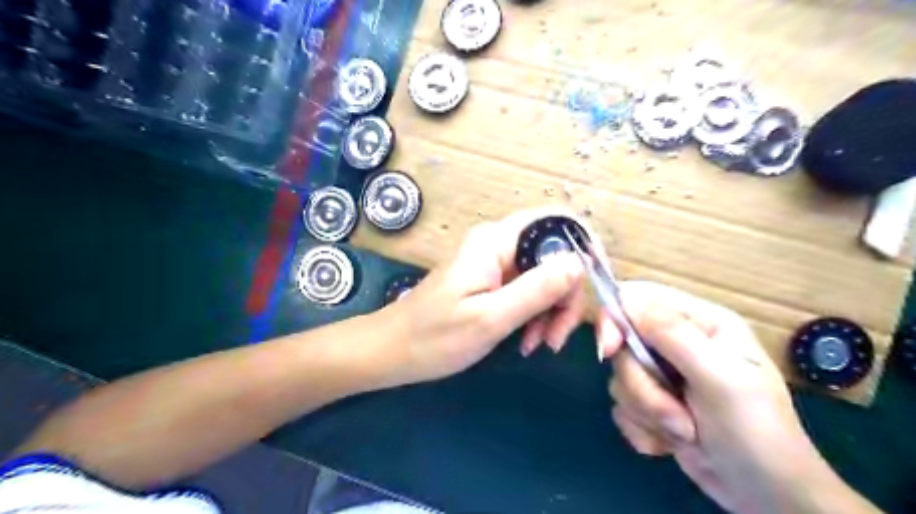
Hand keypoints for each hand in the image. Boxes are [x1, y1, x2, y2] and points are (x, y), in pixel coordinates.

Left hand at [377, 207, 586, 385]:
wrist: (392, 351)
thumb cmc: (433, 337)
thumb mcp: (489, 317)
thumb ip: (536, 288)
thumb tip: (579, 262)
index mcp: (497, 241)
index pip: (557, 222)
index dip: (584, 247)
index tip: (595, 288)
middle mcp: (499, 244)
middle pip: (556, 254)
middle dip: (566, 295)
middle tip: (554, 338)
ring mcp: (496, 263)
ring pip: (545, 276)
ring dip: (551, 311)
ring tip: (537, 345)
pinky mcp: (493, 282)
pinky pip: (529, 291)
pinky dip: (536, 316)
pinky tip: (526, 341)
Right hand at [603, 281, 850, 512]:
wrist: (768, 499)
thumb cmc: (756, 432)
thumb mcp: (721, 379)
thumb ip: (674, 335)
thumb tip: (627, 299)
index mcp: (700, 323)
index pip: (639, 298)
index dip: (616, 319)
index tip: (609, 350)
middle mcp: (677, 343)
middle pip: (624, 346)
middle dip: (643, 386)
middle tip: (676, 414)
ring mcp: (663, 375)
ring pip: (621, 379)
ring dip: (648, 412)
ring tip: (686, 433)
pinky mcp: (652, 404)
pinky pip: (622, 407)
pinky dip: (643, 430)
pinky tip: (672, 443)